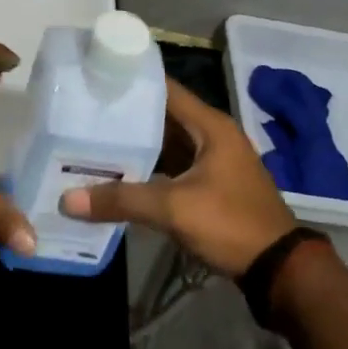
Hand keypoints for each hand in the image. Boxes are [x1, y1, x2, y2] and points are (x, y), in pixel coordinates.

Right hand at [60, 78, 296, 275]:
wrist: (279, 270)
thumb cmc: (230, 224)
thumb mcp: (174, 209)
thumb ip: (122, 200)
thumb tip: (68, 200)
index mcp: (210, 125)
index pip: (165, 89)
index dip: (132, 82)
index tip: (95, 78)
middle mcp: (212, 135)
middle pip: (163, 115)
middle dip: (127, 116)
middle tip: (84, 112)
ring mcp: (213, 161)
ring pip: (167, 142)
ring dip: (137, 143)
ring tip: (92, 139)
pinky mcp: (211, 185)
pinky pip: (173, 165)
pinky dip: (149, 167)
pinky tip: (119, 174)